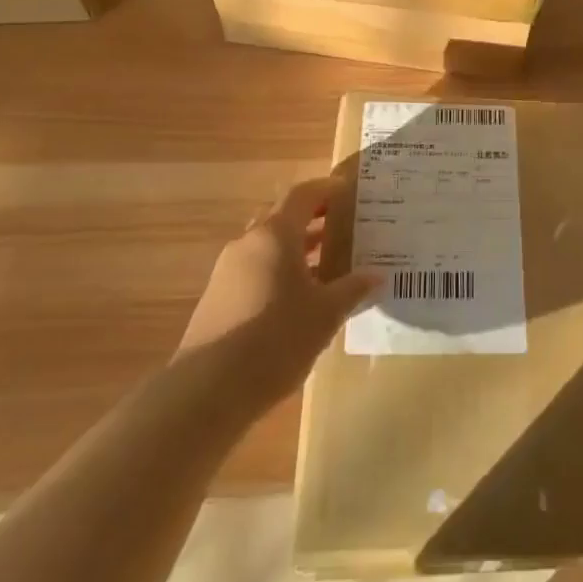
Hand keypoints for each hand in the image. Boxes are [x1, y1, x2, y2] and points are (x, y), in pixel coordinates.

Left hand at [179, 178, 377, 406]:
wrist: (206, 392)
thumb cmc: (275, 339)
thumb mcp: (325, 314)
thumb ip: (353, 289)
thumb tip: (376, 275)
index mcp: (275, 234)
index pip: (303, 194)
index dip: (327, 189)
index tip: (350, 192)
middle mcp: (248, 243)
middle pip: (283, 217)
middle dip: (313, 219)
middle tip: (344, 227)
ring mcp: (227, 272)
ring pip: (268, 246)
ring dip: (296, 249)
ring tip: (328, 264)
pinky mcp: (217, 299)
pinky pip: (255, 271)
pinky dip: (280, 272)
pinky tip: (299, 300)